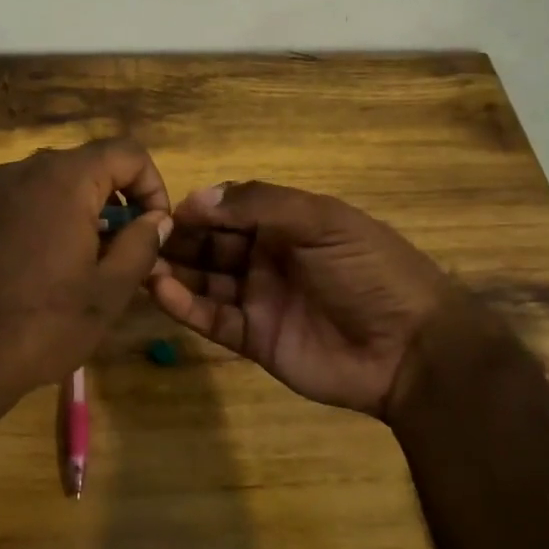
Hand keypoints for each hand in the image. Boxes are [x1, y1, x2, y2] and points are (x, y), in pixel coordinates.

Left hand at [0, 138, 172, 415]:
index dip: (152, 185)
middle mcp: (23, 171)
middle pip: (87, 165)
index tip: (154, 228)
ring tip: (83, 264)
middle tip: (122, 250)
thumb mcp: (107, 292)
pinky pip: (19, 202)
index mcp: (64, 179)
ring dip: (80, 211)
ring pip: (51, 184)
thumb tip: (157, 219)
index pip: (126, 152)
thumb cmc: (40, 324)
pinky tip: (40, 269)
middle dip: (115, 200)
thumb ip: (141, 245)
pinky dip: (44, 220)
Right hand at [149, 182, 454, 419]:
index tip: (160, 211)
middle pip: (210, 245)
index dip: (197, 210)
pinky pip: (211, 318)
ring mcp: (258, 299)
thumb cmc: (369, 272)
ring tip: (140, 265)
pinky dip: (185, 306)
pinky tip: (160, 291)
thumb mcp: (323, 222)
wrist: (411, 349)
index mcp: (286, 224)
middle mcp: (266, 258)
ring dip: (173, 272)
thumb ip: (260, 205)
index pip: (229, 211)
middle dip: (177, 240)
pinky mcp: (252, 338)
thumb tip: (196, 198)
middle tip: (137, 239)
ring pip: (204, 281)